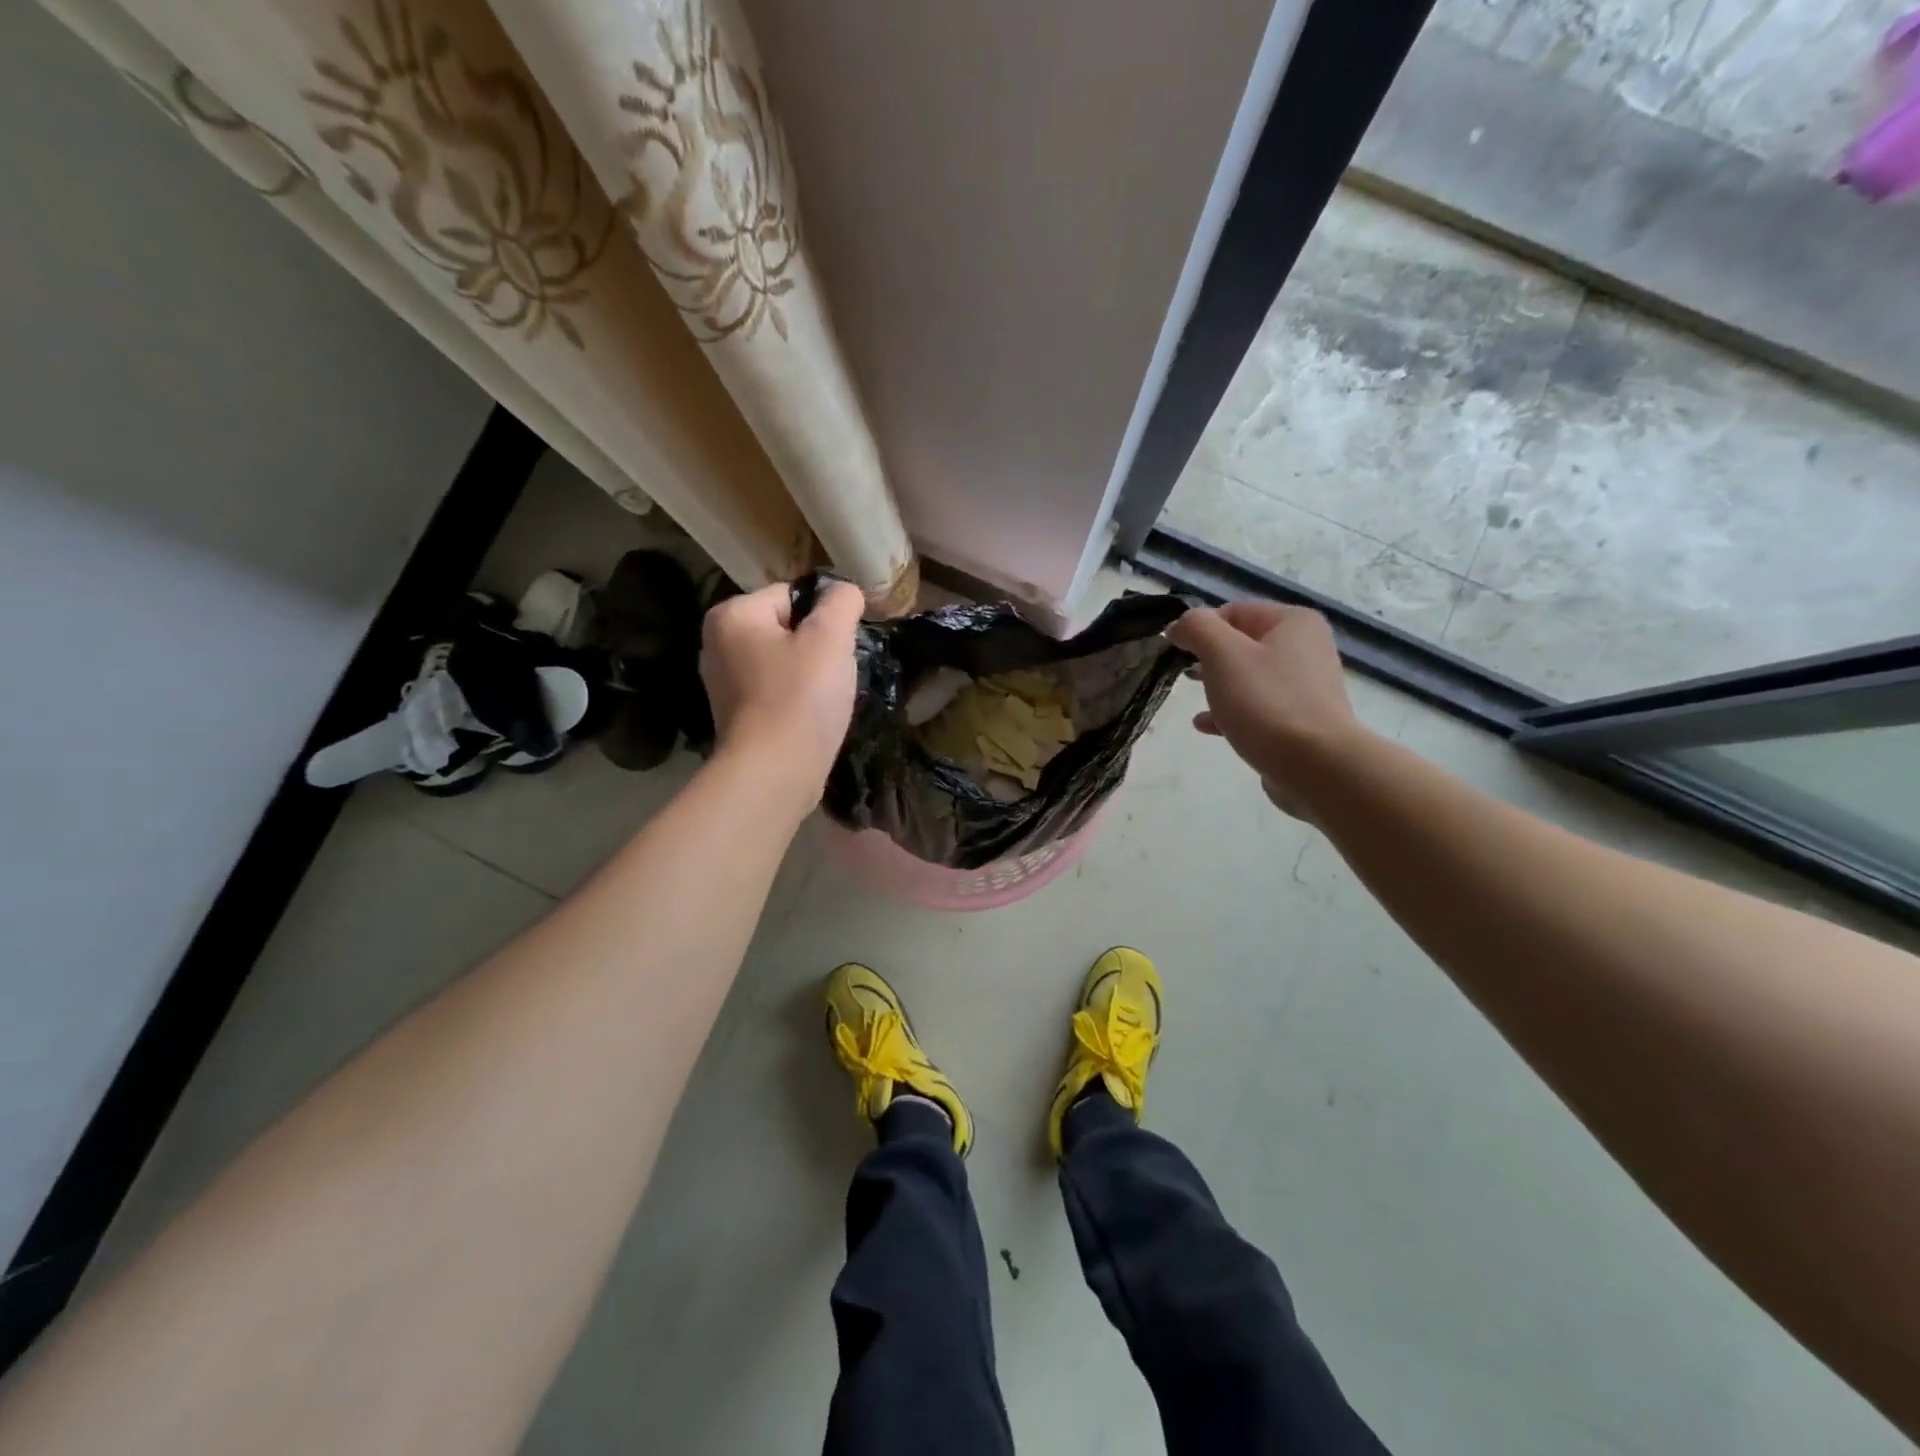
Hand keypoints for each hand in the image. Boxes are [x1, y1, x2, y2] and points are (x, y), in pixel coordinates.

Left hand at [700, 580, 863, 805]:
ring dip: (812, 675)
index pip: (792, 594)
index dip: (826, 617)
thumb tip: (844, 590)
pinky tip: (811, 717)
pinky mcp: (736, 715)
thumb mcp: (831, 638)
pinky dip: (797, 699)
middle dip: (818, 647)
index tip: (842, 645)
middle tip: (836, 673)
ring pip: (785, 662)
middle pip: (788, 628)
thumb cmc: (801, 698)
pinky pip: (777, 691)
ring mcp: (723, 682)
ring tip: (826, 698)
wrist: (774, 773)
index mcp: (732, 614)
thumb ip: (841, 602)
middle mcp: (717, 643)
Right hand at [1166, 601, 1367, 819]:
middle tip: (1184, 675)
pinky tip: (1208, 726)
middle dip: (1209, 658)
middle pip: (1243, 644)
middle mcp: (1306, 648)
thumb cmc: (1267, 702)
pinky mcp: (1301, 720)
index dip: (1200, 628)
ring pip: (1249, 677)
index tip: (1175, 651)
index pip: (1234, 611)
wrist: (1316, 765)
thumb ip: (1197, 628)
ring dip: (1218, 686)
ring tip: (1195, 700)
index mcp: (1293, 622)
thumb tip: (1181, 625)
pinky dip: (1232, 711)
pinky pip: (1259, 707)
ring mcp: (1307, 686)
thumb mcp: (1223, 654)